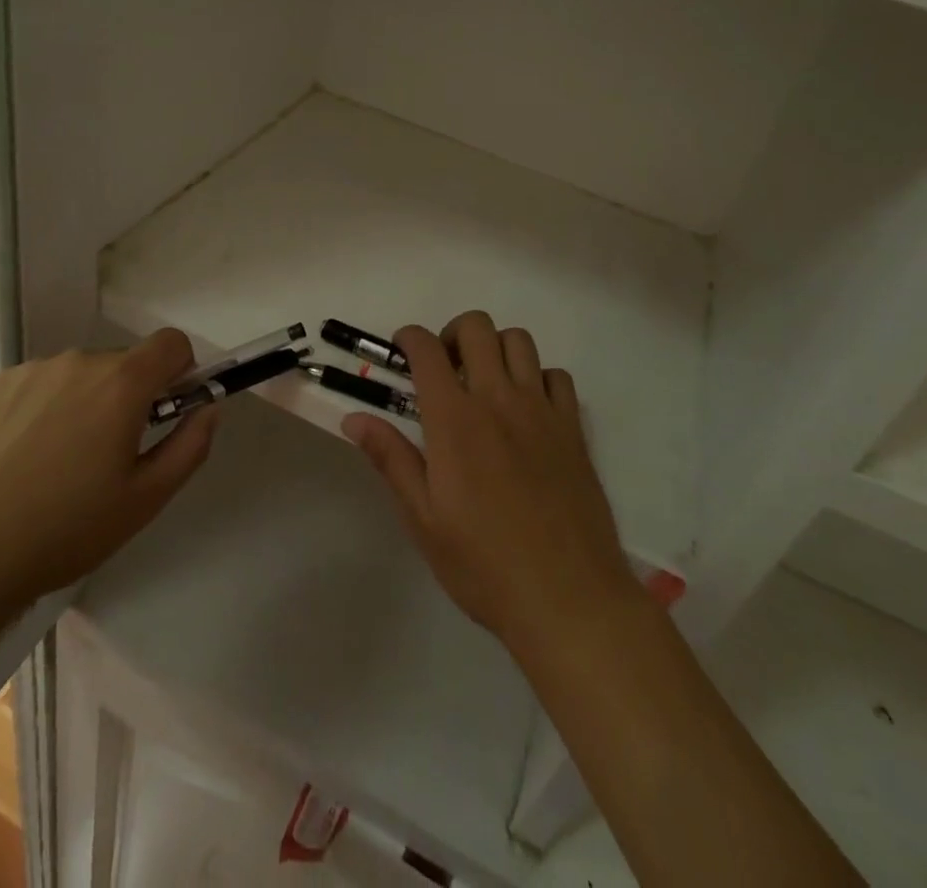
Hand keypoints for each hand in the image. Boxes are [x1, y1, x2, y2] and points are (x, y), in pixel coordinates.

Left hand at [0, 329, 213, 637]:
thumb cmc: (63, 530)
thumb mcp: (145, 500)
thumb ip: (190, 445)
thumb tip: (207, 408)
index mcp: (121, 383)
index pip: (171, 343)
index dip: (179, 371)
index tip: (166, 411)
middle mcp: (77, 362)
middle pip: (123, 363)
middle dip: (128, 396)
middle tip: (108, 456)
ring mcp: (29, 371)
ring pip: (78, 375)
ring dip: (84, 402)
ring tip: (56, 464)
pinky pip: (38, 384)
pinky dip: (43, 408)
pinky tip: (19, 459)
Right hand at [341, 311, 638, 655]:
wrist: (569, 599)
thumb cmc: (484, 564)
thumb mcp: (423, 519)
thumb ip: (391, 459)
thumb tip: (354, 418)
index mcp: (455, 420)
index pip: (427, 350)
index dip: (409, 337)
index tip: (401, 349)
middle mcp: (499, 400)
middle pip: (476, 328)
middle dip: (452, 333)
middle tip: (444, 368)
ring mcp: (541, 410)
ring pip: (519, 340)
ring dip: (495, 347)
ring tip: (485, 382)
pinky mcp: (573, 429)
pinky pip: (557, 376)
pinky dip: (537, 377)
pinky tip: (527, 409)